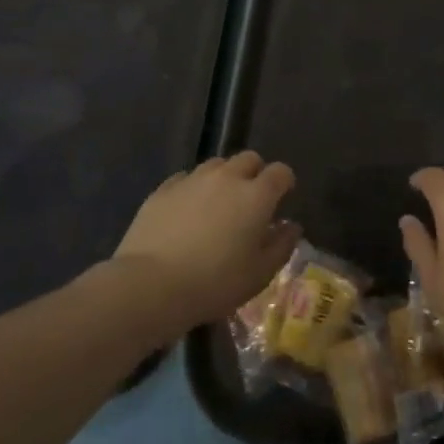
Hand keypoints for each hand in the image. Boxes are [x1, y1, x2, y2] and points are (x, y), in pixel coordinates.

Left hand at [115, 152, 299, 333]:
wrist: (152, 284)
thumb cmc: (215, 283)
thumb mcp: (259, 274)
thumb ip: (281, 245)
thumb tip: (291, 226)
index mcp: (256, 195)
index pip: (280, 172)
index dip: (284, 182)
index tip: (282, 198)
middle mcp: (226, 177)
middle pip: (248, 159)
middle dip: (255, 173)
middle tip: (251, 200)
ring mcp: (192, 179)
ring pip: (216, 164)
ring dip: (224, 177)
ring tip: (218, 204)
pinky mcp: (163, 188)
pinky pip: (186, 178)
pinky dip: (193, 188)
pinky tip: (187, 211)